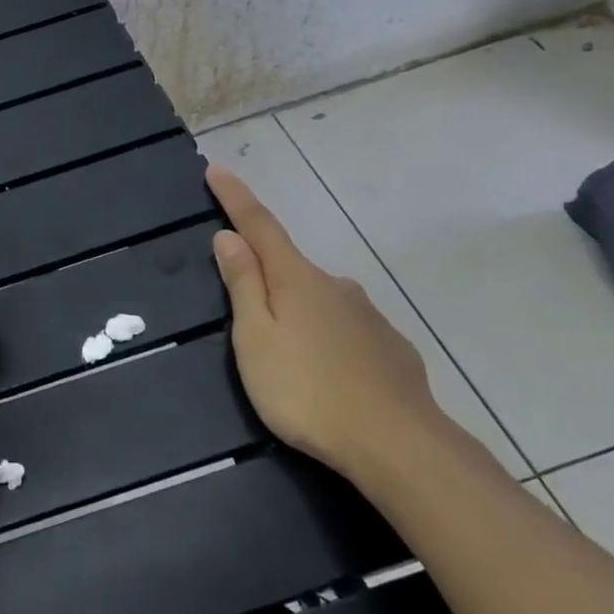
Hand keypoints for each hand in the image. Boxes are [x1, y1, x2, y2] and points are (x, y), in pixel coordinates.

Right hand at [206, 165, 458, 482]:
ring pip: (318, 300)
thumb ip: (243, 286)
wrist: (397, 444)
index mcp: (296, 279)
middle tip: (245, 314)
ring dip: (296, 311)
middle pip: (289, 266)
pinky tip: (325, 373)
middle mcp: (335, 285)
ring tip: (284, 356)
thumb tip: (229, 237)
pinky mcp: (389, 346)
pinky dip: (325, 337)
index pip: (259, 225)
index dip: (235, 198)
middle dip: (264, 274)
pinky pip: (344, 328)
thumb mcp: (255, 339)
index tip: (216, 169)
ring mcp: (368, 315)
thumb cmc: (306, 390)